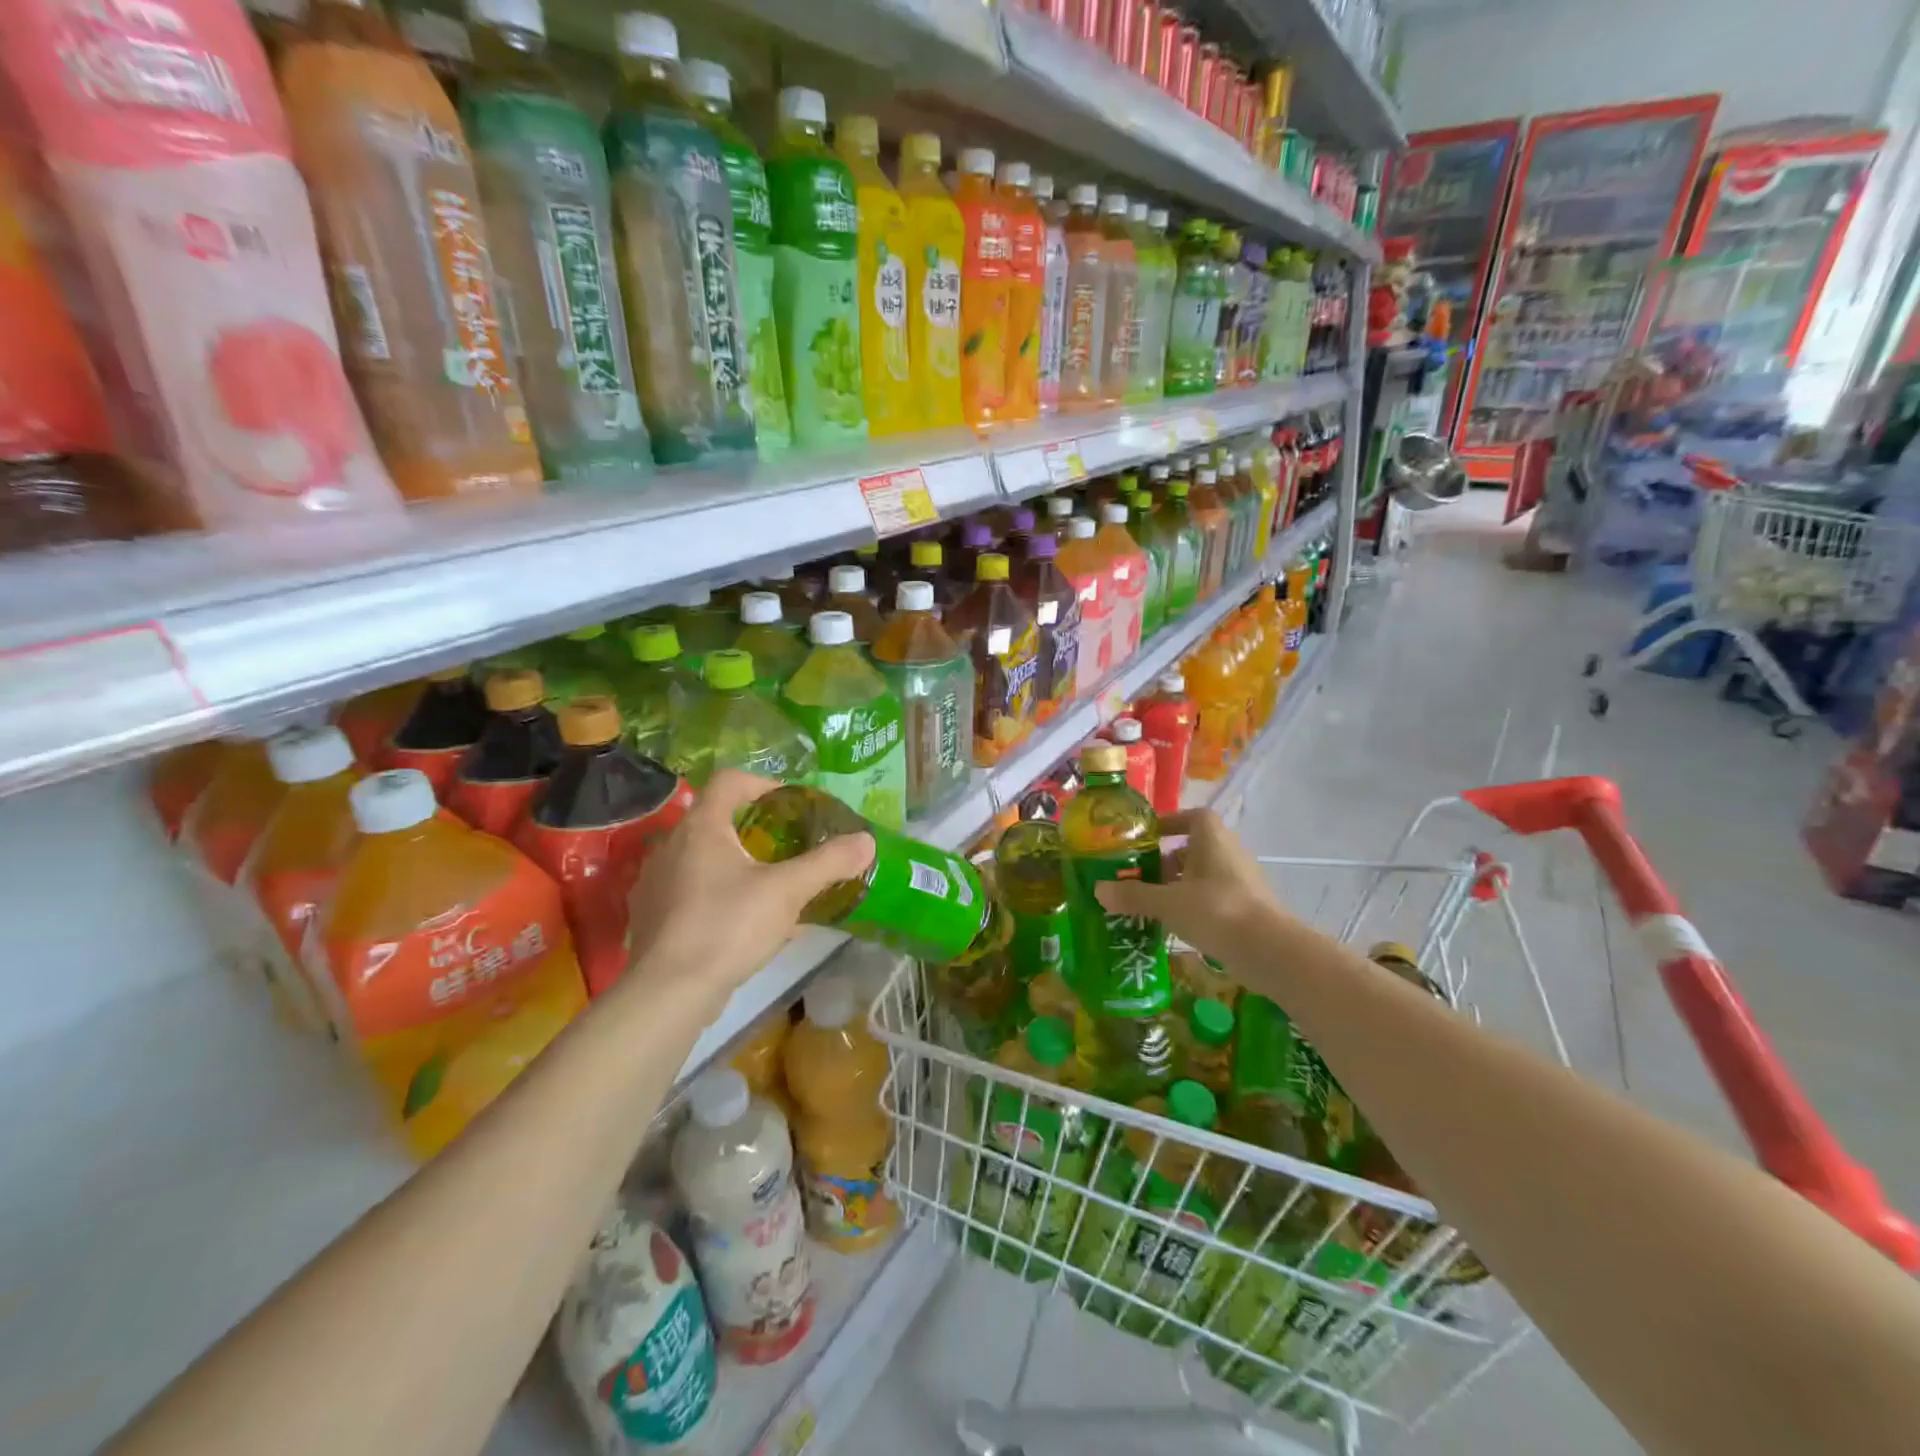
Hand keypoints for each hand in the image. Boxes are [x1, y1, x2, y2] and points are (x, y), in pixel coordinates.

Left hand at [622, 771, 873, 1012]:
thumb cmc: (728, 926)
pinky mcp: (650, 916)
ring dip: (736, 864)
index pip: (730, 781)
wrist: (668, 992)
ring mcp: (656, 882)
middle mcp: (672, 845)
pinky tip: (742, 922)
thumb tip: (867, 840)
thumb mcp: (787, 891)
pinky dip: (717, 895)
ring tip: (769, 887)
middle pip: (717, 819)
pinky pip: (690, 891)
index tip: (792, 805)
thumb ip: (828, 862)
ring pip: (702, 857)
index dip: (763, 783)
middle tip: (788, 847)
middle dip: (755, 829)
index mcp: (702, 827)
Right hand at [1093, 808, 1285, 962]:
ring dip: (1178, 886)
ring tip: (1149, 904)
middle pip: (1194, 849)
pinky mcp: (1247, 909)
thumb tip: (1098, 890)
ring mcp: (1241, 882)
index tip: (1147, 838)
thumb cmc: (1216, 911)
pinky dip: (1193, 907)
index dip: (1170, 823)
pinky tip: (1174, 926)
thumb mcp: (1167, 903)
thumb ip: (1133, 895)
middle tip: (1138, 877)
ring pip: (1203, 876)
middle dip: (1165, 862)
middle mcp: (1230, 853)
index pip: (1193, 817)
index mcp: (1212, 839)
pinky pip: (1213, 899)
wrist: (1270, 952)